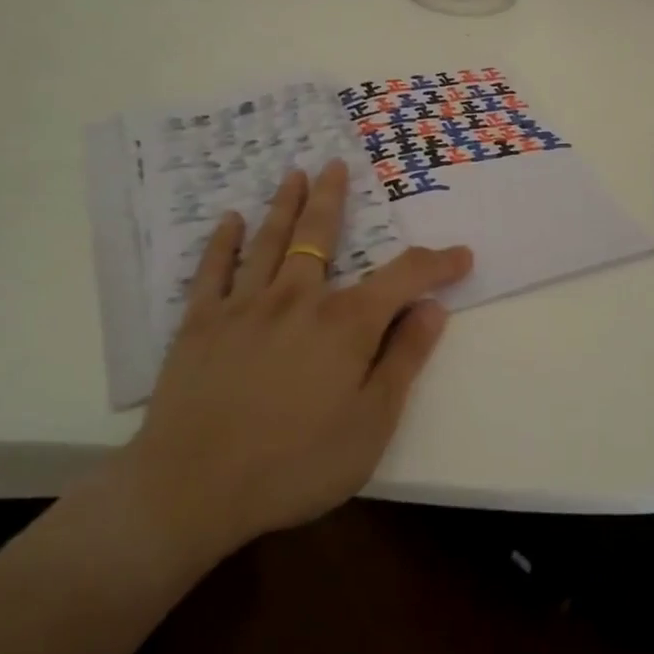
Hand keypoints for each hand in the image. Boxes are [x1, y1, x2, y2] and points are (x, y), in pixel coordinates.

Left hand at [118, 161, 472, 560]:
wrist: (192, 489)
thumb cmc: (294, 464)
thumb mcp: (371, 424)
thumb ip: (404, 360)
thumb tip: (433, 309)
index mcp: (345, 323)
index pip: (404, 277)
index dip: (437, 263)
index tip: (461, 256)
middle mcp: (297, 297)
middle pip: (320, 234)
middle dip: (333, 197)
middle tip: (336, 164)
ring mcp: (244, 305)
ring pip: (270, 240)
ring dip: (285, 204)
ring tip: (295, 174)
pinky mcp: (200, 323)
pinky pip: (213, 270)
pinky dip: (223, 242)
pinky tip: (230, 221)